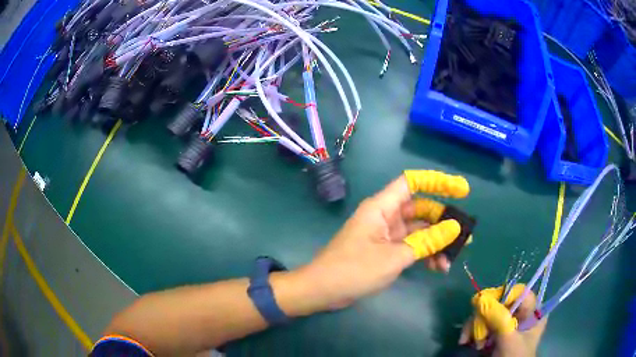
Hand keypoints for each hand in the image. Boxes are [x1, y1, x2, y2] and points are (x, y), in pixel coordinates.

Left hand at [298, 170, 469, 309]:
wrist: (322, 291)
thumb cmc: (354, 269)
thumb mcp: (395, 257)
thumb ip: (426, 242)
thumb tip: (454, 228)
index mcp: (382, 207)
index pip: (413, 183)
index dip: (438, 182)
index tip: (462, 190)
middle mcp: (385, 216)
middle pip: (421, 210)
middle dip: (443, 222)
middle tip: (465, 236)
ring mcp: (385, 234)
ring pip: (418, 231)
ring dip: (435, 243)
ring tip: (451, 259)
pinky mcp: (385, 250)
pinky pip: (410, 246)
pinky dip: (424, 254)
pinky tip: (438, 267)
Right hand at [459, 285, 546, 356]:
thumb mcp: (509, 340)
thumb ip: (499, 320)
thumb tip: (481, 298)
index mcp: (532, 312)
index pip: (519, 292)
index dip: (502, 297)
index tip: (485, 307)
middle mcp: (520, 314)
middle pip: (500, 302)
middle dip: (483, 316)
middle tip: (475, 333)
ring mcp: (505, 324)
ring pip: (487, 313)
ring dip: (475, 326)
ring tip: (468, 341)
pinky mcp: (493, 333)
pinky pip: (480, 324)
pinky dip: (471, 331)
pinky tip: (465, 341)